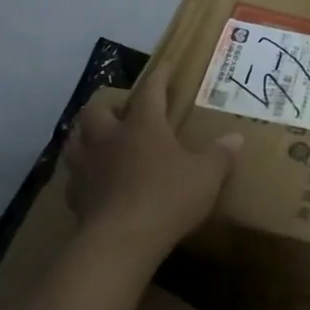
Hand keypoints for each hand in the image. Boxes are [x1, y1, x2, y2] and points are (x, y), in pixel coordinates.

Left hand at [61, 76, 241, 270]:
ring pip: (75, 138)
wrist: (121, 242)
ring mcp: (87, 166)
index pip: (150, 90)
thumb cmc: (167, 198)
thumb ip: (220, 155)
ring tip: (99, 140)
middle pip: (97, 109)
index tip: (165, 67)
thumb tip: (236, 138)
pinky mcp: (75, 195)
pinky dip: (81, 173)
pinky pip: (73, 176)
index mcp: (143, 125)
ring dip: (86, 134)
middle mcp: (110, 137)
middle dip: (109, 106)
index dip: (159, 76)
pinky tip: (92, 180)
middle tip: (123, 113)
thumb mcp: (206, 176)